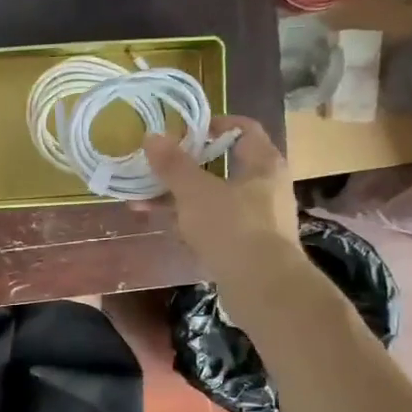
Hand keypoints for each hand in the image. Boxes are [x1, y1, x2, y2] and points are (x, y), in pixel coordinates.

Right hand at [143, 116, 299, 290]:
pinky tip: (165, 228)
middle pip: (225, 165)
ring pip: (216, 198)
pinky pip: (216, 225)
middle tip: (157, 166)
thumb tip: (151, 137)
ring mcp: (260, 219)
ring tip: (144, 201)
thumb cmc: (233, 227)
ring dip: (181, 198)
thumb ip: (172, 164)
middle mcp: (267, 187)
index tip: (185, 128)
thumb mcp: (195, 192)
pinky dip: (191, 223)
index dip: (214, 123)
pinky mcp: (250, 247)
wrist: (263, 288)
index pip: (243, 128)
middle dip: (187, 166)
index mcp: (264, 163)